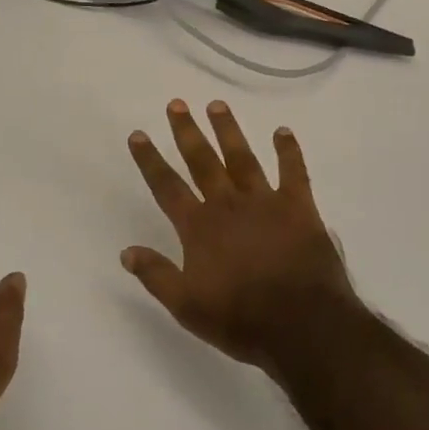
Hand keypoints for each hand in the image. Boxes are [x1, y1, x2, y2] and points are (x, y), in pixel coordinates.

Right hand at [122, 99, 359, 368]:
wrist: (303, 325)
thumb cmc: (241, 319)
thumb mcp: (187, 306)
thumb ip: (156, 275)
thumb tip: (126, 251)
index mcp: (199, 227)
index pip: (167, 186)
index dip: (150, 160)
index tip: (138, 134)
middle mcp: (228, 205)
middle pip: (202, 161)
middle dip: (187, 132)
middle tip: (177, 103)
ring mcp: (265, 202)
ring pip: (242, 158)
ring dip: (229, 131)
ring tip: (217, 105)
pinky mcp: (299, 208)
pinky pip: (293, 172)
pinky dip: (288, 151)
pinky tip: (283, 132)